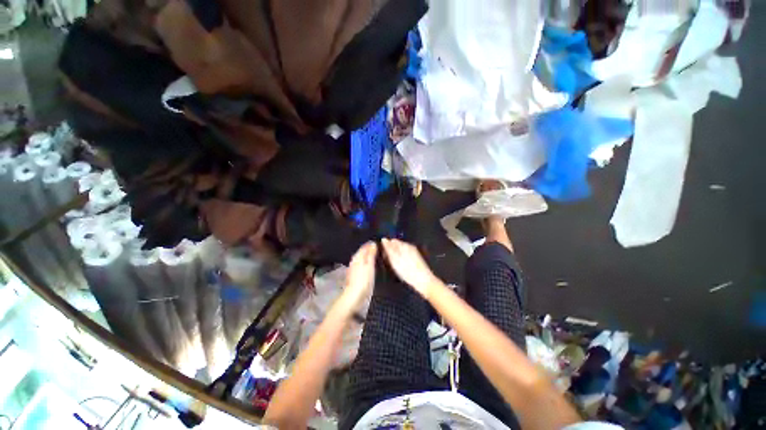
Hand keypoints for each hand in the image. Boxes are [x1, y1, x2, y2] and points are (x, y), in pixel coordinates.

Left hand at [337, 242, 376, 315]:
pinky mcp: (355, 275)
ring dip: (369, 257)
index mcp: (358, 256)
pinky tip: (372, 267)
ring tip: (379, 257)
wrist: (354, 297)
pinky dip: (367, 264)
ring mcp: (354, 268)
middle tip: (382, 250)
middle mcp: (355, 260)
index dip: (373, 244)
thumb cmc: (363, 280)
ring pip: (363, 259)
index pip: (365, 246)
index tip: (381, 244)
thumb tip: (373, 243)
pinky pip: (363, 265)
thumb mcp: (369, 265)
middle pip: (363, 252)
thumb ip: (371, 254)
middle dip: (371, 250)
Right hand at [381, 238, 441, 299]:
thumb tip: (384, 239)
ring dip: (396, 258)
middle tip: (389, 262)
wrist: (423, 281)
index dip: (386, 248)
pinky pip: (405, 257)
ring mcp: (413, 253)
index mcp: (405, 245)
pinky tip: (401, 269)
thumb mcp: (395, 259)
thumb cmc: (408, 271)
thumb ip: (389, 248)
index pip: (392, 241)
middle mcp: (410, 247)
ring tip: (395, 267)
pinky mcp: (416, 260)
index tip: (384, 256)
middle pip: (396, 246)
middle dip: (391, 252)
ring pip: (401, 252)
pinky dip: (401, 261)